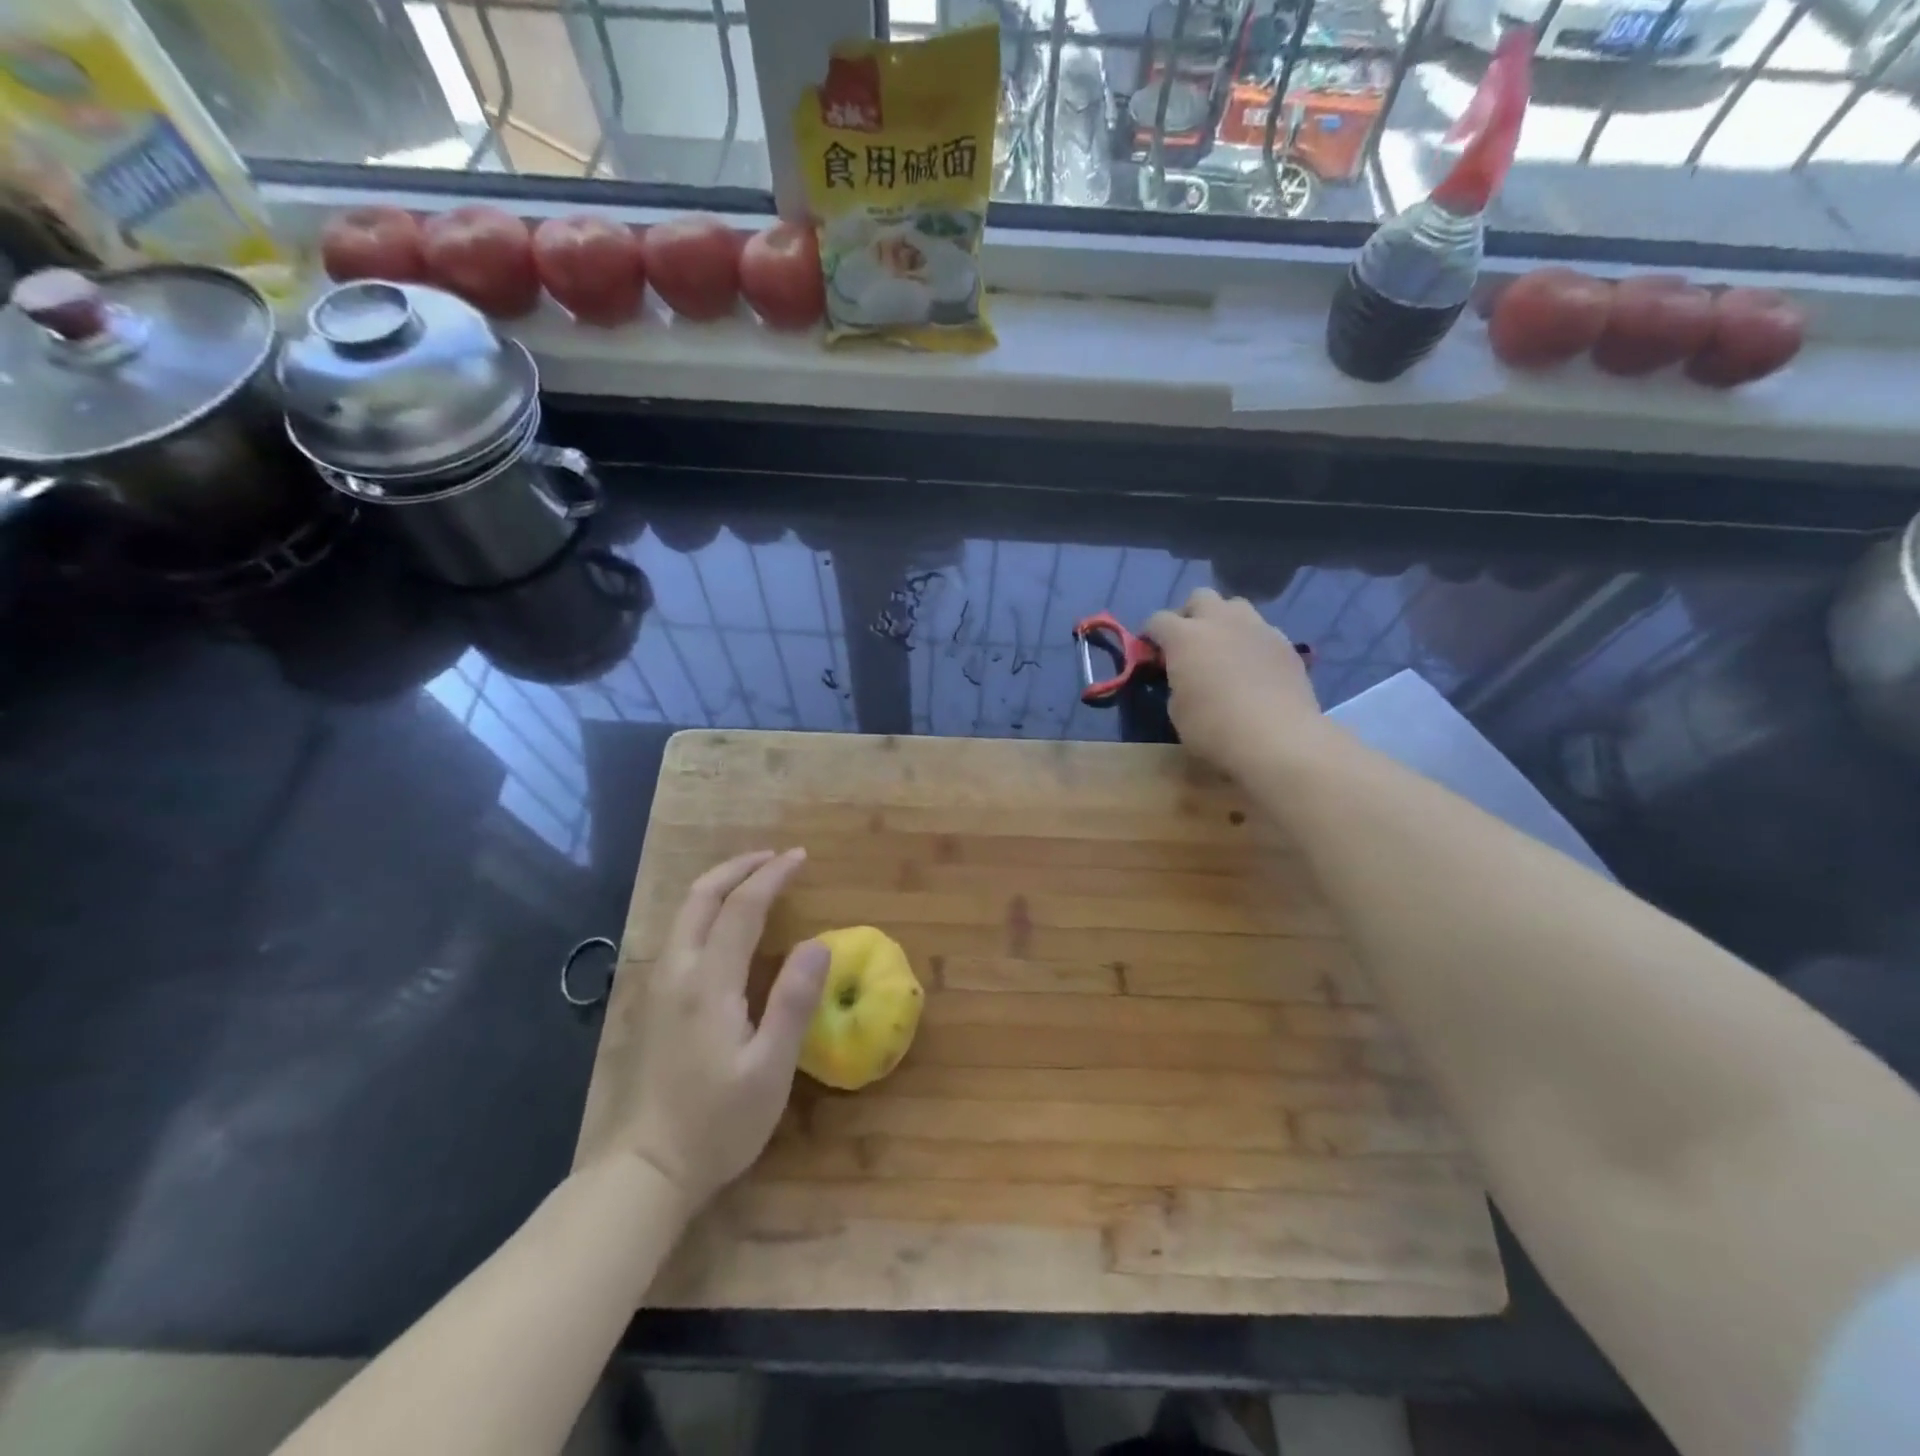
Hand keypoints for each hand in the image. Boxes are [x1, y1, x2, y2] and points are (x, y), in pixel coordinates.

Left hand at [615, 849, 828, 1212]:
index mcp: (708, 982)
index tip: (800, 858)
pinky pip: (680, 932)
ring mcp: (659, 986)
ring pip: (684, 913)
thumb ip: (794, 1002)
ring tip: (755, 878)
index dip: (772, 877)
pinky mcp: (654, 1002)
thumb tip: (819, 942)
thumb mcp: (770, 1070)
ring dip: (720, 884)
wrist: (646, 1170)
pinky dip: (707, 908)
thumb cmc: (717, 1123)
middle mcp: (677, 972)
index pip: (742, 908)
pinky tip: (725, 922)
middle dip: (738, 868)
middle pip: (701, 897)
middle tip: (776, 857)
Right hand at [1146, 588, 1326, 774]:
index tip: (1151, 653)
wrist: (1279, 738)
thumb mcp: (1177, 711)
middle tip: (1188, 644)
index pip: (1158, 620)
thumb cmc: (1215, 728)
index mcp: (1185, 636)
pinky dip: (1251, 641)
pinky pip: (1262, 630)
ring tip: (1223, 648)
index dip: (1150, 635)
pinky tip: (1253, 666)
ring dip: (1224, 621)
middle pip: (1199, 597)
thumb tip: (1186, 677)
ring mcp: (1257, 628)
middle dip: (1189, 615)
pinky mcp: (1285, 643)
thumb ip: (1176, 683)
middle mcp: (1220, 621)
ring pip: (1235, 606)